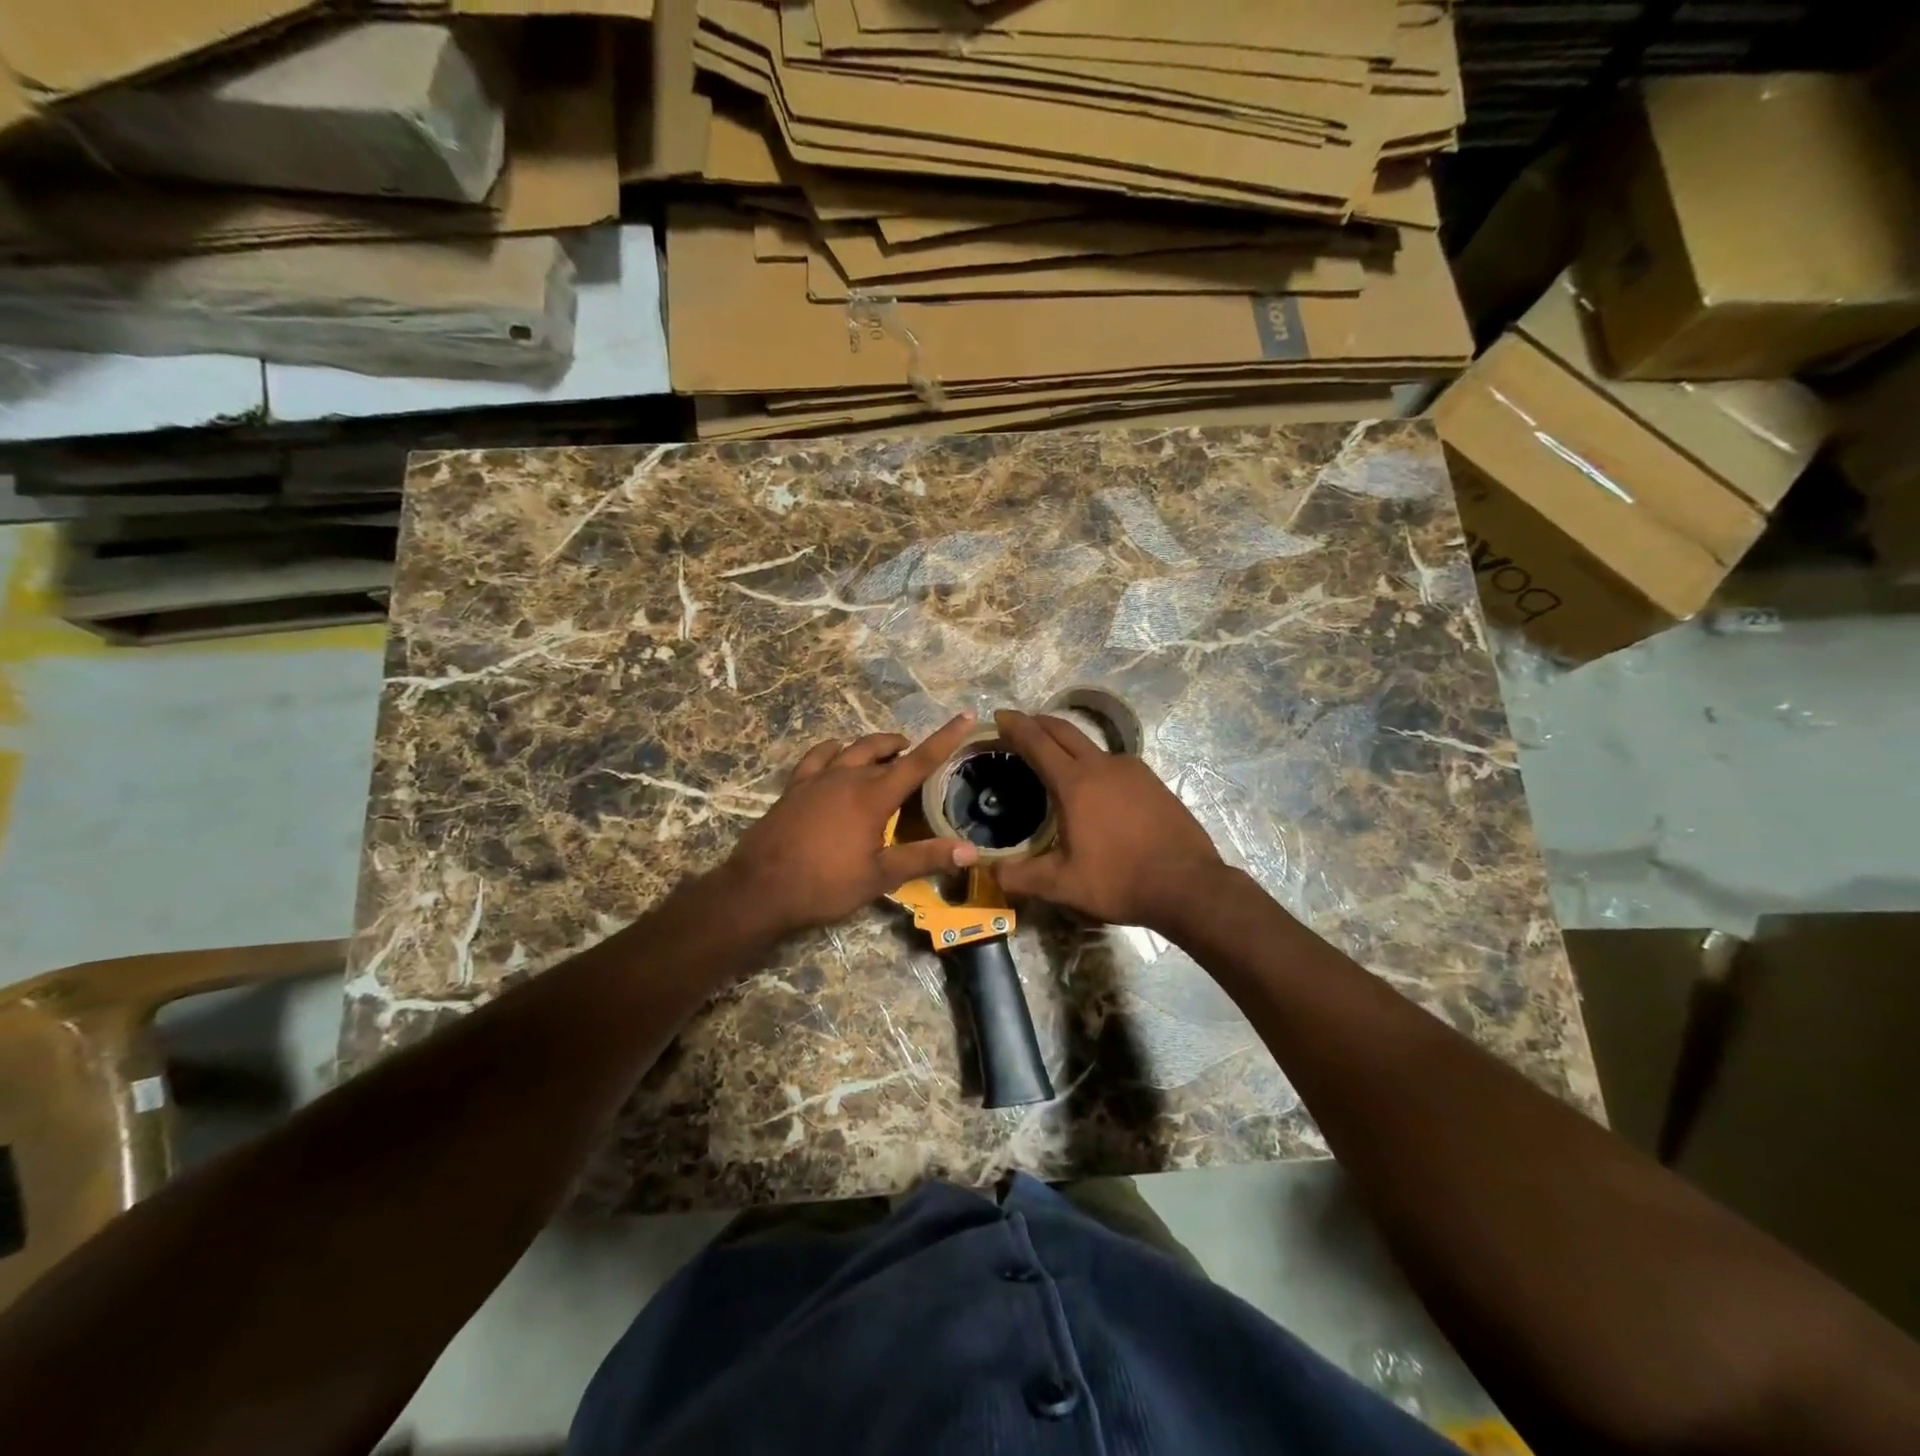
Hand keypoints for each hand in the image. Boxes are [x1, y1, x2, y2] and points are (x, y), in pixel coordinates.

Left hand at [721, 714, 981, 937]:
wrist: (761, 888)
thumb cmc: (826, 885)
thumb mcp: (880, 877)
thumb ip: (924, 858)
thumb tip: (971, 851)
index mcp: (874, 796)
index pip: (919, 761)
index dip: (945, 738)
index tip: (965, 716)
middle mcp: (848, 777)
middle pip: (884, 751)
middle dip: (905, 749)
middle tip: (916, 756)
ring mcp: (818, 778)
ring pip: (852, 748)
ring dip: (874, 746)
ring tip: (886, 752)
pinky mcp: (795, 786)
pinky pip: (818, 756)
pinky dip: (834, 750)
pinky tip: (837, 753)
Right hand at [992, 710, 1225, 933]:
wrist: (1188, 885)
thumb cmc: (1119, 880)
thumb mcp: (1062, 885)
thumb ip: (1020, 877)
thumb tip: (989, 874)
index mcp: (1075, 783)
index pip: (1037, 742)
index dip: (1015, 726)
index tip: (999, 715)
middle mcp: (1102, 766)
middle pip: (1063, 731)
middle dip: (1038, 723)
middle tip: (1019, 725)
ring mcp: (1132, 770)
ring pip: (1091, 745)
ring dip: (1067, 742)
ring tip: (1055, 757)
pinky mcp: (1152, 782)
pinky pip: (1114, 762)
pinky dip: (1093, 762)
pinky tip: (1095, 785)